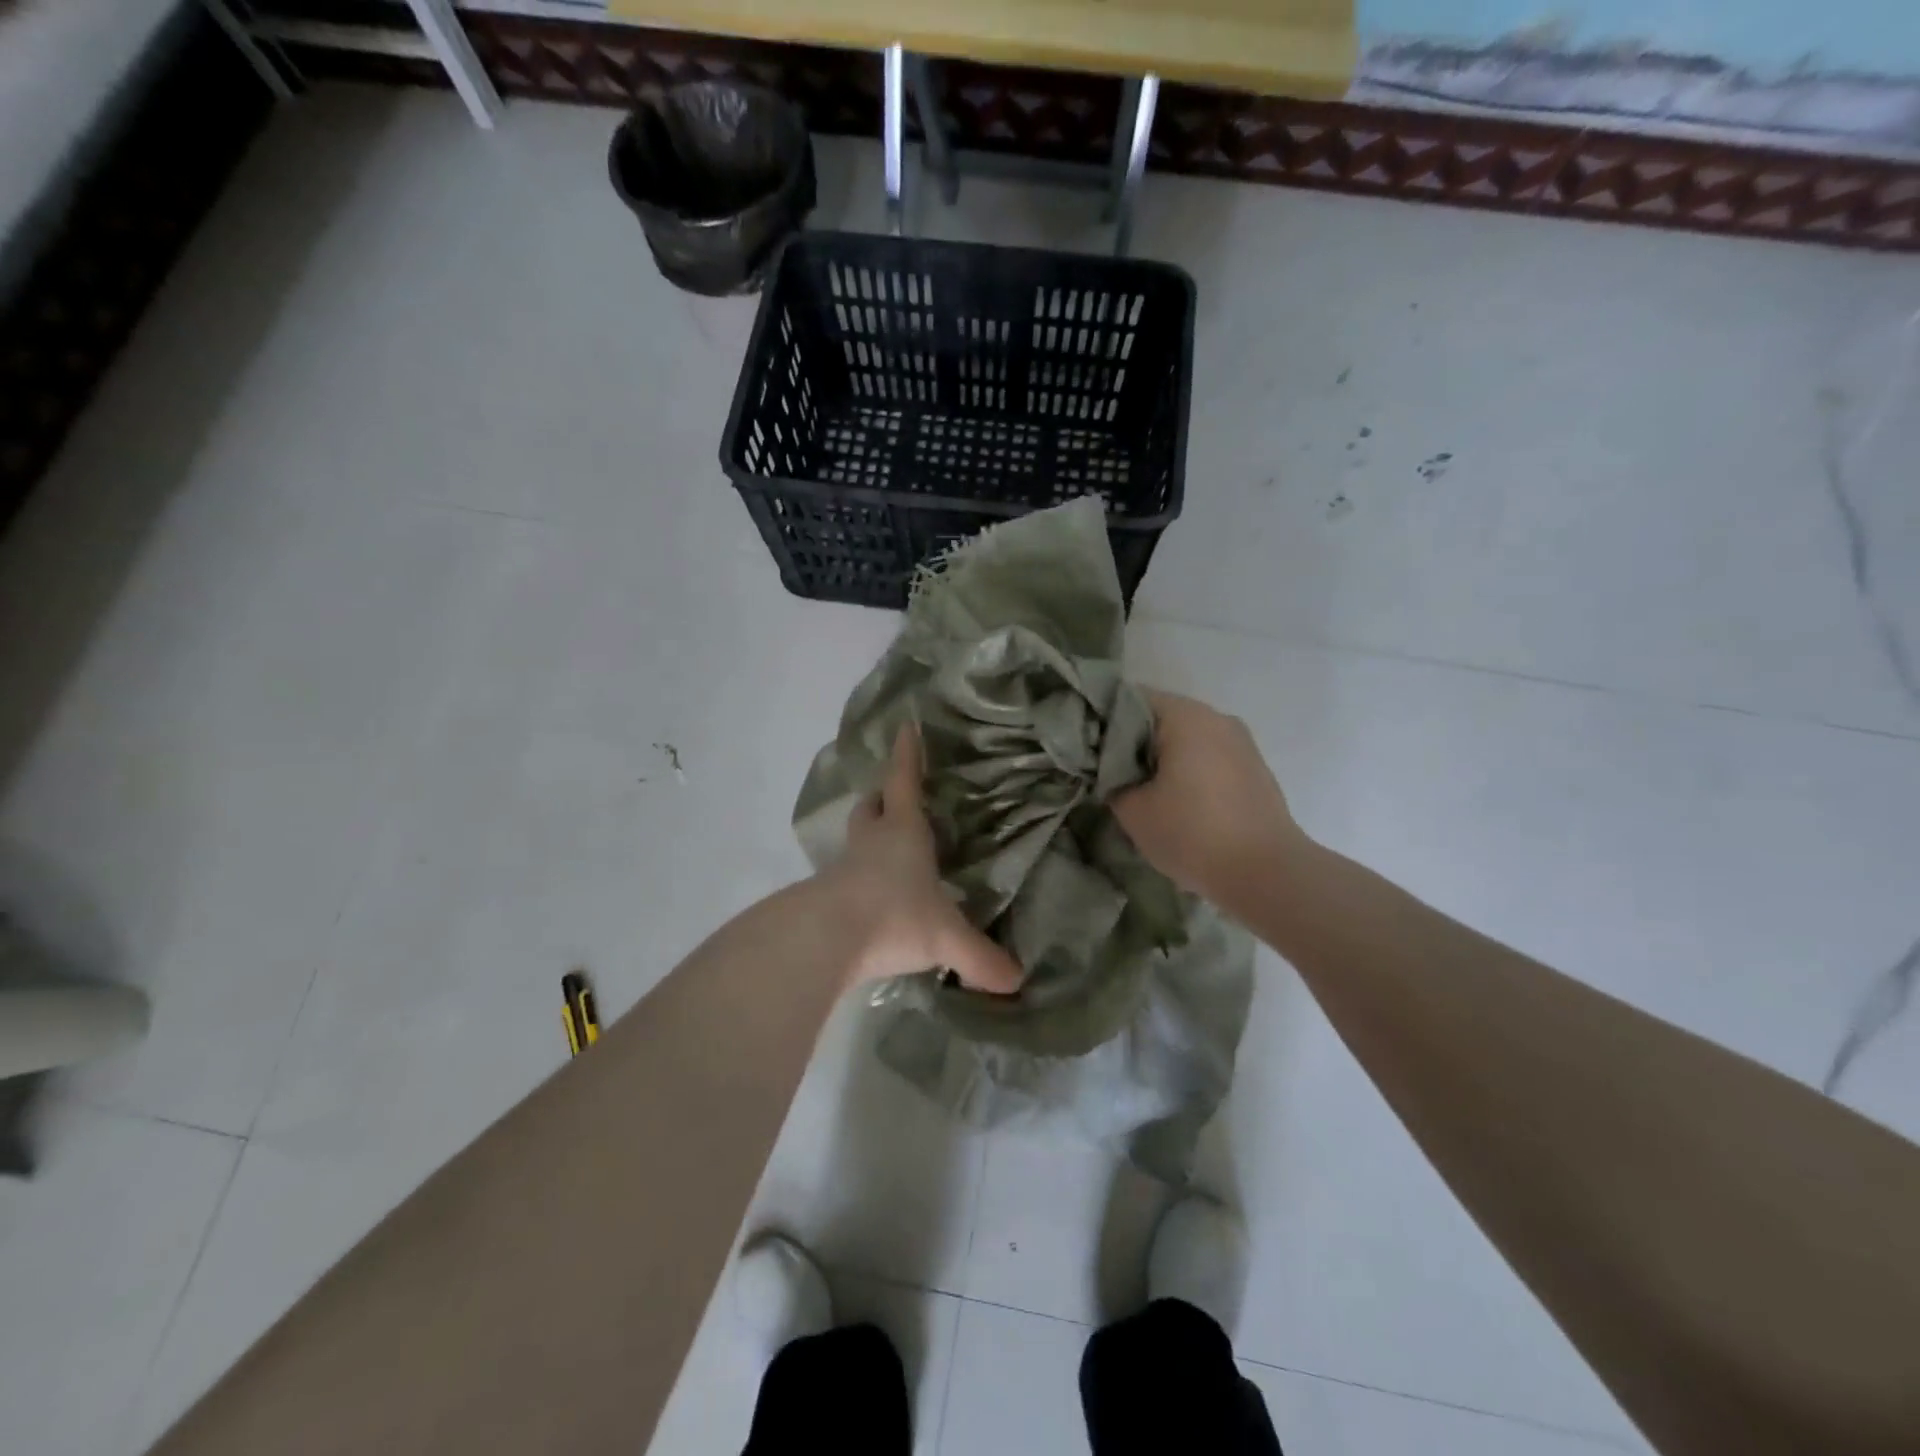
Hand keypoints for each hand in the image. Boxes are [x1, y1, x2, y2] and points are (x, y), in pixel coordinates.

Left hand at [826, 724, 1024, 993]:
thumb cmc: (894, 916)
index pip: (904, 782)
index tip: (906, 726)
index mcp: (902, 832)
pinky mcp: (826, 897)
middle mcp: (870, 843)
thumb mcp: (946, 936)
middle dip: (882, 799)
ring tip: (884, 851)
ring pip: (854, 841)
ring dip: (867, 839)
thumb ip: (981, 957)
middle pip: (871, 808)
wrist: (824, 940)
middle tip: (892, 800)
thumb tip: (1016, 980)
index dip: (908, 755)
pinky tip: (871, 900)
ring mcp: (843, 869)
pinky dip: (858, 880)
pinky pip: (844, 878)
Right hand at [1112, 690, 1310, 911]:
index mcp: (1185, 716)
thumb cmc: (1192, 833)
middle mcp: (1217, 718)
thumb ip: (1113, 781)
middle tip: (1109, 773)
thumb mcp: (1133, 810)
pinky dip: (1189, 770)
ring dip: (1163, 758)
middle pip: (1161, 717)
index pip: (1130, 700)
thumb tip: (1113, 773)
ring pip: (1187, 738)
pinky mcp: (1255, 768)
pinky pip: (1210, 757)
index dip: (1102, 721)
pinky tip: (1178, 802)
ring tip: (1143, 791)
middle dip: (1133, 742)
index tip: (1088, 749)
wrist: (1267, 873)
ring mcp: (1241, 742)